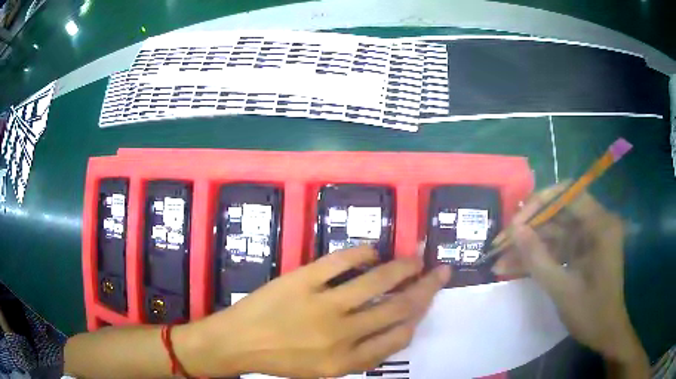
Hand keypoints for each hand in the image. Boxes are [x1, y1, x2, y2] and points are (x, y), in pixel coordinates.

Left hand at [175, 246, 450, 377]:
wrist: (237, 342)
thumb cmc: (283, 360)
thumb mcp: (326, 370)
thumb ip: (363, 354)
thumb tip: (397, 328)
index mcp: (347, 361)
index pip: (399, 337)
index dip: (419, 316)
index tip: (427, 301)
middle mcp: (341, 334)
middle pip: (397, 308)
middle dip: (425, 288)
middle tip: (440, 271)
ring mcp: (322, 304)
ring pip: (377, 281)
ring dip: (403, 267)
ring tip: (416, 257)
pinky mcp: (302, 280)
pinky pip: (341, 261)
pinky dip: (362, 253)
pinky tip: (373, 251)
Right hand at [497, 185, 648, 374]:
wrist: (605, 333)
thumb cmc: (591, 313)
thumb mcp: (562, 289)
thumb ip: (538, 258)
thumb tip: (514, 230)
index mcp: (600, 225)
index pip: (568, 195)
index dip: (540, 203)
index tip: (516, 223)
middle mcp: (595, 224)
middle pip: (558, 211)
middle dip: (529, 227)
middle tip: (502, 242)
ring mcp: (587, 237)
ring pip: (553, 231)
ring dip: (529, 244)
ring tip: (500, 259)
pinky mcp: (580, 251)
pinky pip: (556, 247)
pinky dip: (537, 256)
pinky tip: (513, 266)